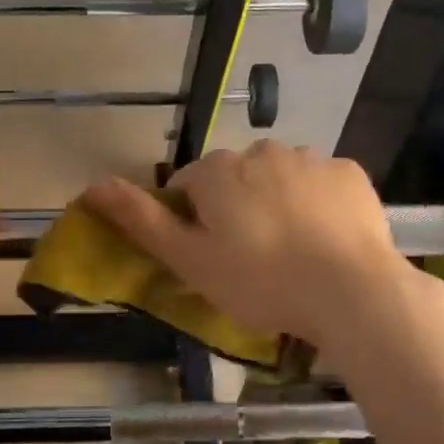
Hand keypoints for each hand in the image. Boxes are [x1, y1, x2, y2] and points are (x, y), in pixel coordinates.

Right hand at [82, 142, 417, 352]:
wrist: (351, 291)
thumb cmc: (260, 281)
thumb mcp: (190, 259)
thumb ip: (141, 220)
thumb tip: (92, 185)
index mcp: (217, 172)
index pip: (187, 185)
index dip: (192, 220)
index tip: (209, 255)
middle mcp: (261, 151)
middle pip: (235, 179)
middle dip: (236, 208)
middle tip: (250, 259)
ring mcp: (310, 158)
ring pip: (279, 178)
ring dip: (277, 203)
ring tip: (292, 252)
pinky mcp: (350, 174)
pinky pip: (321, 184)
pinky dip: (318, 204)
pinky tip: (325, 240)